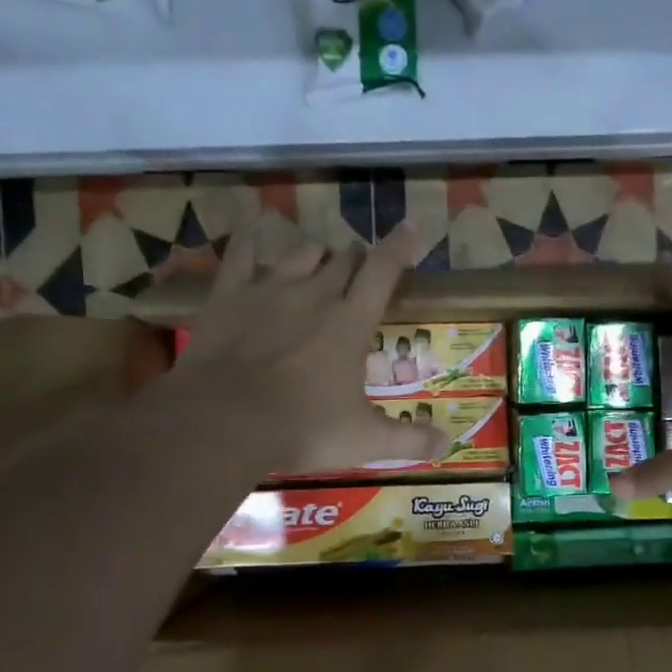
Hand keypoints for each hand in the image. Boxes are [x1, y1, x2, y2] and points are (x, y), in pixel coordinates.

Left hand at [167, 222, 448, 475]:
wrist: (223, 421)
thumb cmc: (302, 429)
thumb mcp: (364, 441)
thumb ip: (408, 440)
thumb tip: (447, 445)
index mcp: (351, 323)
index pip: (384, 271)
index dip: (400, 246)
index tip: (412, 227)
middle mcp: (315, 295)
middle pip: (343, 260)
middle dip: (357, 259)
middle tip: (361, 267)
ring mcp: (269, 290)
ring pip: (301, 253)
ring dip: (316, 254)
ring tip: (320, 260)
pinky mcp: (228, 296)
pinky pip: (242, 254)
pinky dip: (251, 240)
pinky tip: (255, 229)